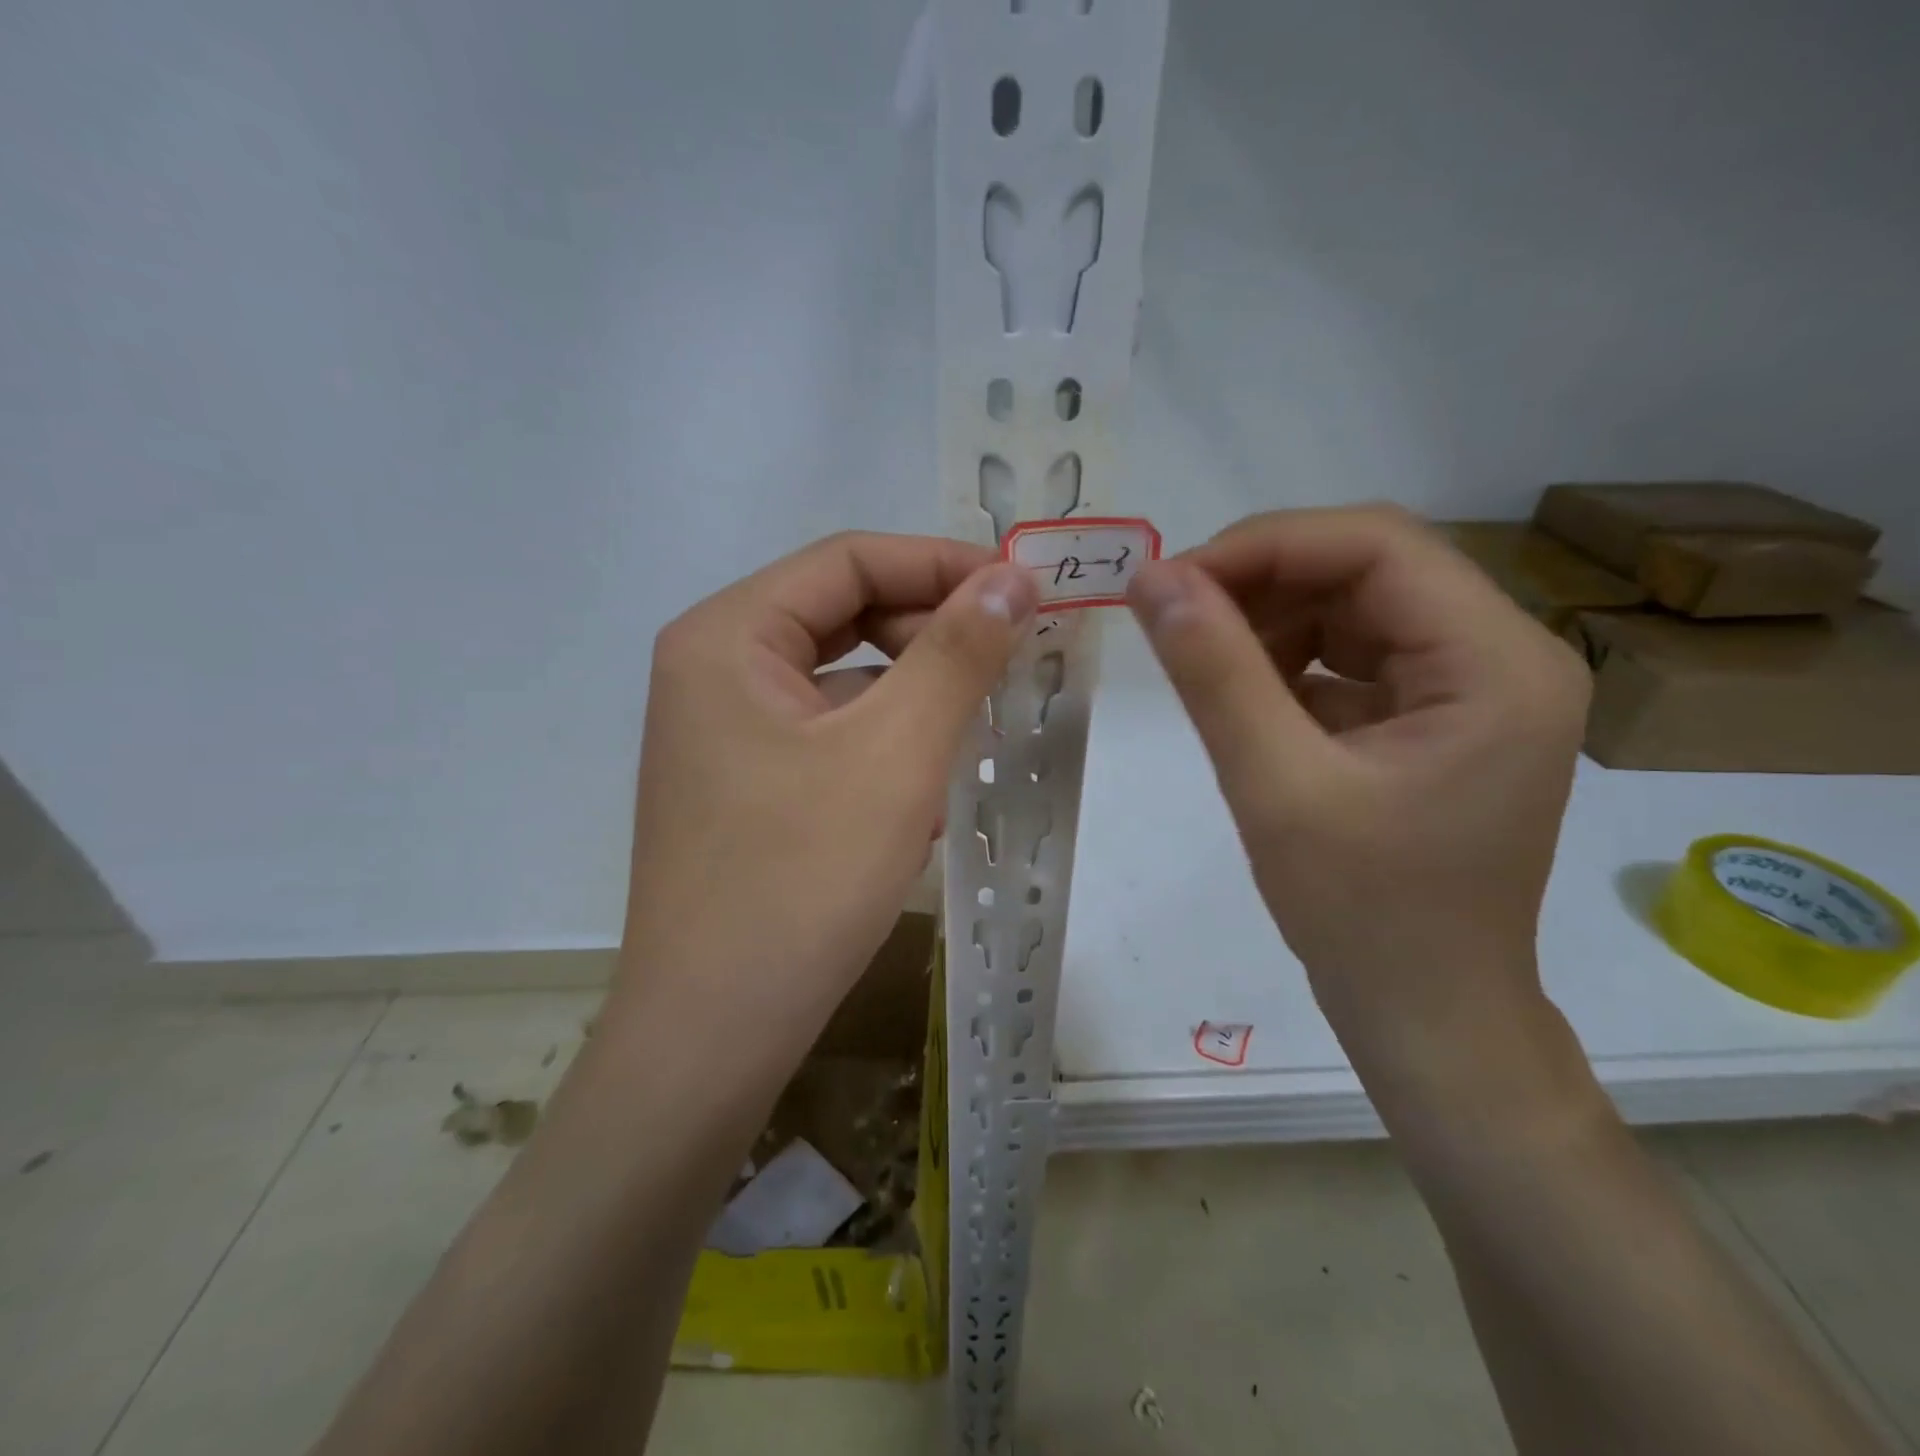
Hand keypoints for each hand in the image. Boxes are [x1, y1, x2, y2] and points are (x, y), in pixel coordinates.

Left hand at [611, 532, 1036, 1066]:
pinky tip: (924, 795)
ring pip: (843, 680)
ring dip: (915, 696)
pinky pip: (830, 735)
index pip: (848, 561)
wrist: (715, 1032)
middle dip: (932, 633)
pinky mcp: (744, 784)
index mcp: (726, 636)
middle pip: (843, 615)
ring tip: (975, 731)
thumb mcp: (895, 752)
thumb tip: (1013, 578)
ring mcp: (725, 732)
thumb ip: (958, 652)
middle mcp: (713, 669)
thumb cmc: (801, 878)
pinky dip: (885, 746)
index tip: (1024, 590)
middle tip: (1011, 661)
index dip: (942, 564)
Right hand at [1126, 507, 1589, 1076]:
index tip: (1170, 580)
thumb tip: (1152, 578)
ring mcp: (1474, 686)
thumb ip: (1214, 673)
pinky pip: (1354, 655)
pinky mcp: (1438, 716)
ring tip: (1202, 658)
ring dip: (1270, 619)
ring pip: (1355, 607)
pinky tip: (1245, 695)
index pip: (1377, 546)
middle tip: (1172, 614)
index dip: (1264, 546)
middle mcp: (1504, 656)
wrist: (1425, 1013)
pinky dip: (1289, 661)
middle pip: (1369, 568)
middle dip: (1262, 581)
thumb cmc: (1363, 914)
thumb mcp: (1275, 786)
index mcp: (1497, 663)